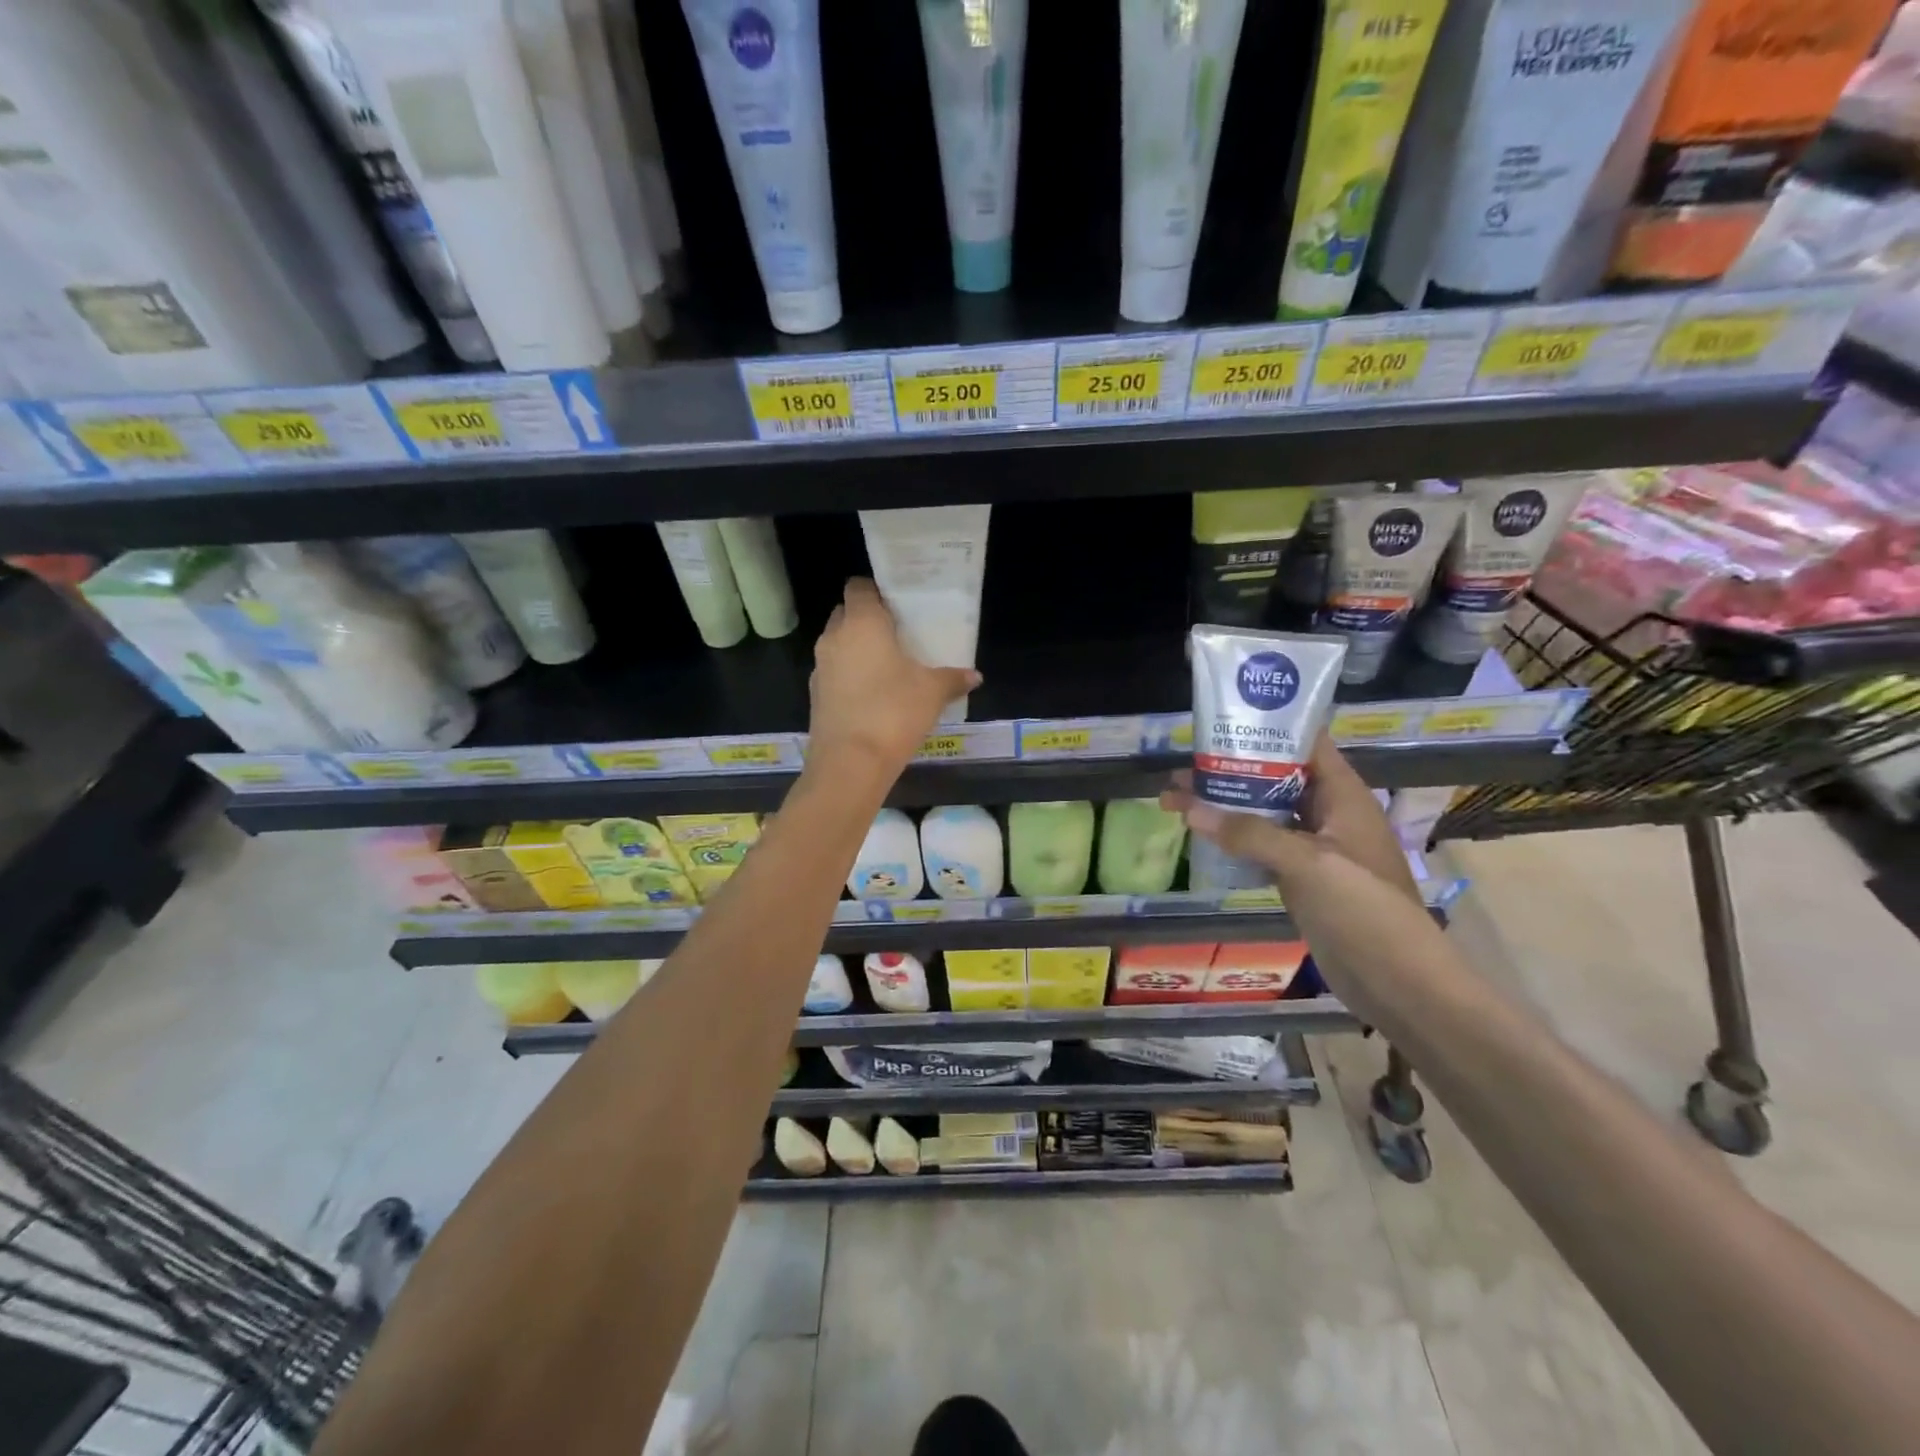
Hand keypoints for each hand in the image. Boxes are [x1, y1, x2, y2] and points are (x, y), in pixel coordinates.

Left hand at [809, 579, 980, 772]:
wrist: (850, 763)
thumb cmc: (893, 712)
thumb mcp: (932, 693)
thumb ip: (953, 679)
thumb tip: (975, 676)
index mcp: (861, 623)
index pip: (858, 587)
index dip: (877, 590)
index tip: (898, 603)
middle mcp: (834, 638)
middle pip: (846, 613)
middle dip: (867, 619)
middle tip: (897, 633)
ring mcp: (820, 667)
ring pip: (838, 644)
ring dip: (857, 649)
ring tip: (888, 664)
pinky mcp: (815, 695)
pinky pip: (834, 672)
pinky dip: (850, 676)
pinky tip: (873, 694)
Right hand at [1160, 735, 1420, 904]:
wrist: (1395, 981)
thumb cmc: (1362, 908)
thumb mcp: (1307, 862)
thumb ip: (1248, 833)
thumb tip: (1188, 808)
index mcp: (1343, 796)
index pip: (1305, 744)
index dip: (1267, 728)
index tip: (1220, 722)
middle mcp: (1328, 814)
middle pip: (1275, 778)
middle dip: (1229, 771)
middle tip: (1180, 768)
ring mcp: (1314, 847)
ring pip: (1263, 813)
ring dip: (1224, 806)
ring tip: (1175, 799)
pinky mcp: (1301, 877)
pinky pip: (1261, 846)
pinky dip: (1232, 838)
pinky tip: (1200, 834)